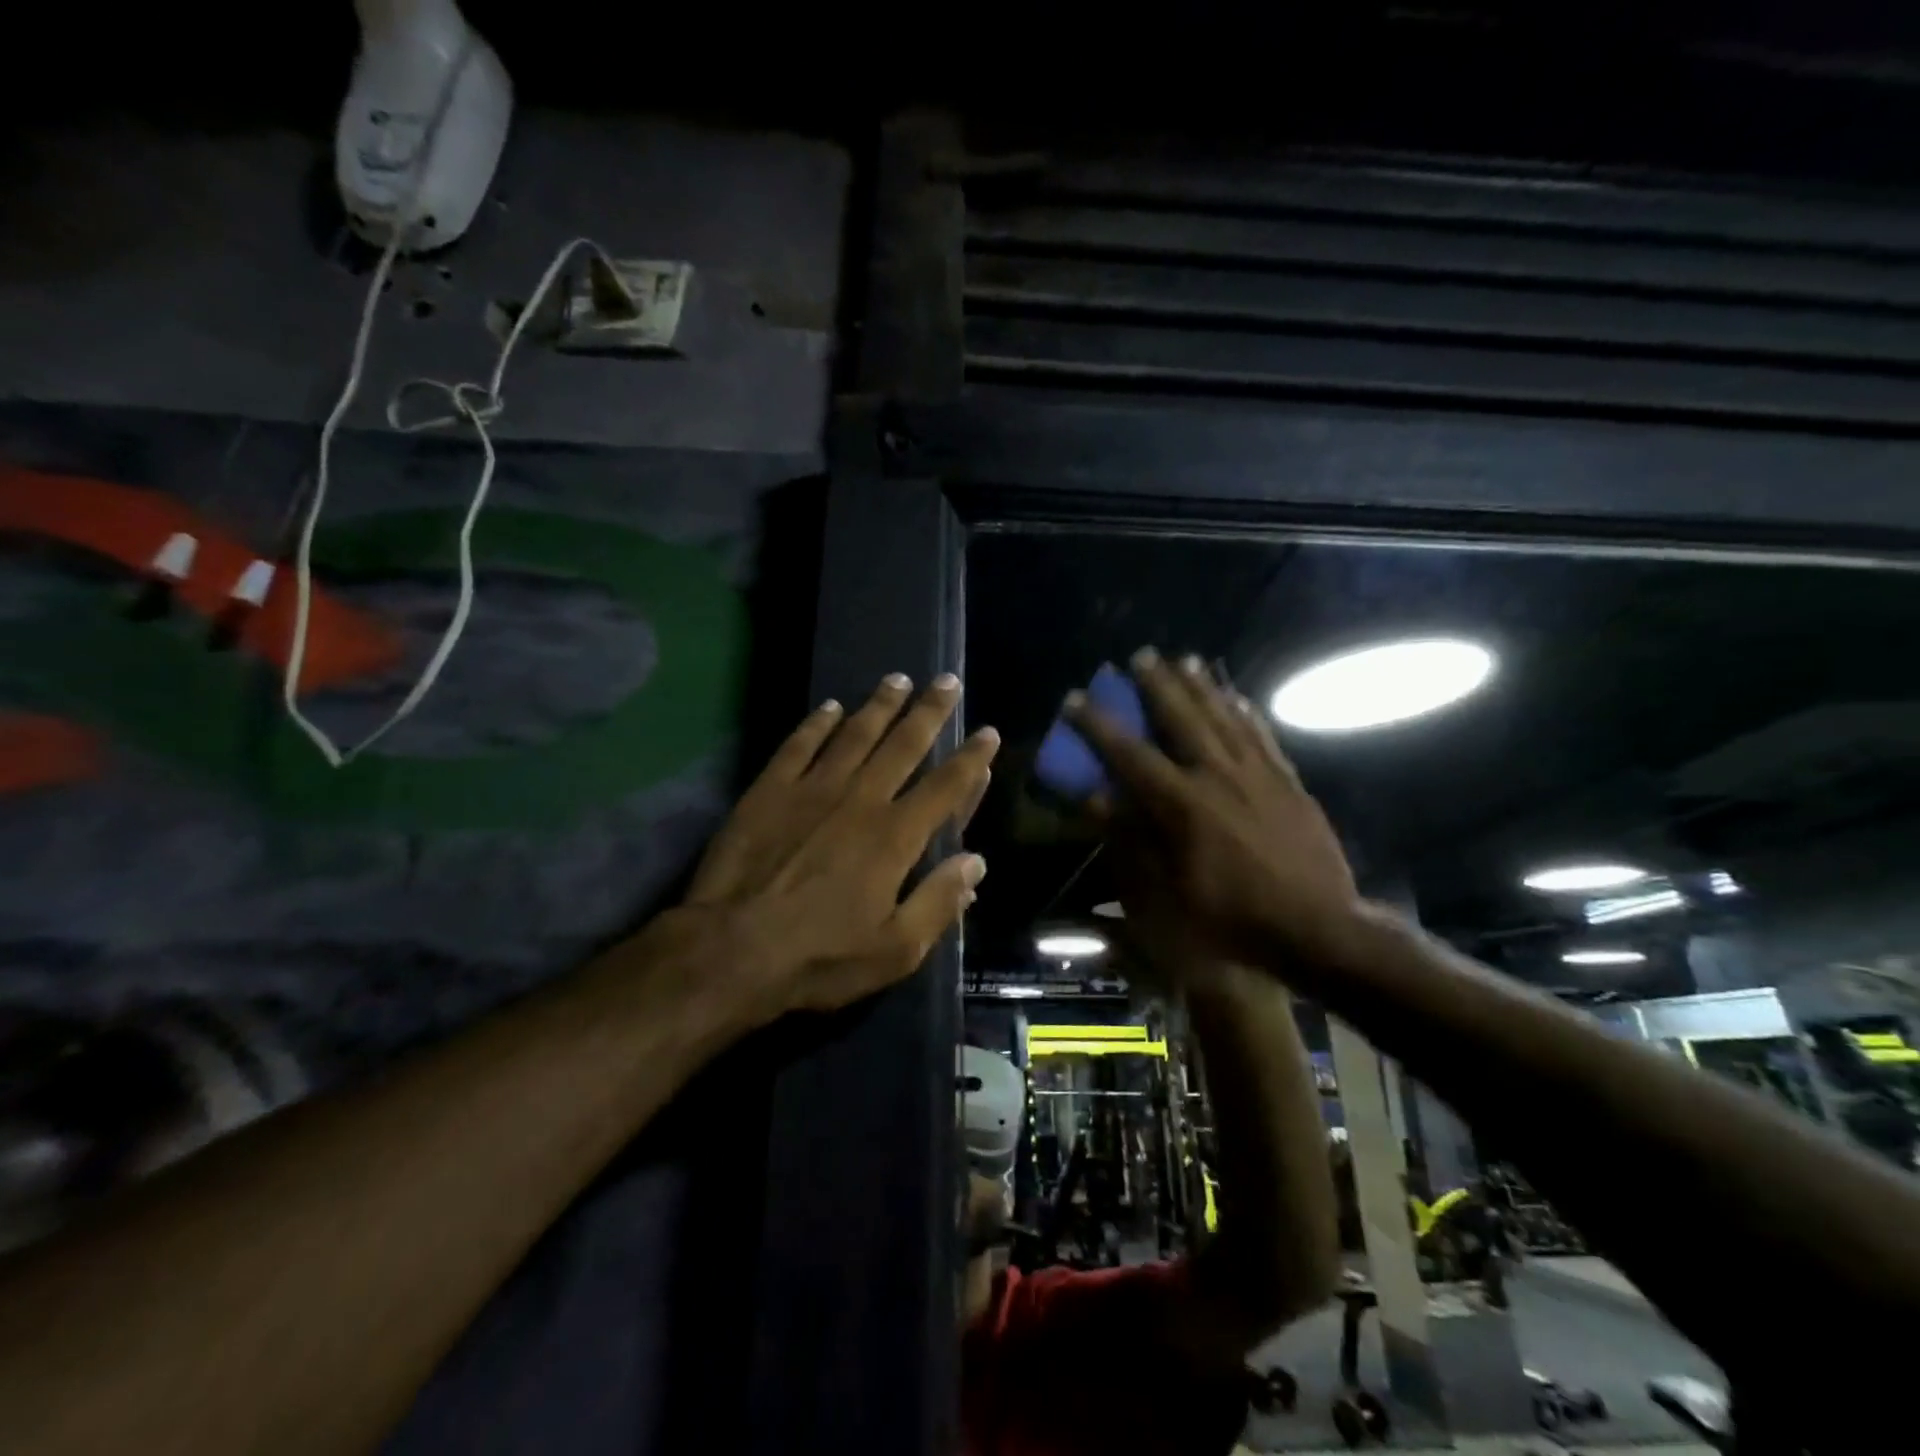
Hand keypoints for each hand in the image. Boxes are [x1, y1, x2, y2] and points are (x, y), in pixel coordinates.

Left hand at [685, 672, 997, 1022]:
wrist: (731, 950)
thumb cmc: (820, 957)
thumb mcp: (895, 949)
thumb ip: (939, 902)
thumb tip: (975, 861)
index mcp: (896, 836)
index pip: (946, 787)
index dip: (971, 759)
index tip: (988, 733)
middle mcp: (861, 799)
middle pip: (904, 745)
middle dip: (930, 711)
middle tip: (947, 680)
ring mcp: (812, 789)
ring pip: (855, 734)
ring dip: (880, 705)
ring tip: (898, 679)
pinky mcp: (770, 790)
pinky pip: (800, 744)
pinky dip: (817, 723)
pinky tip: (830, 707)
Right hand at [1068, 649, 1361, 969]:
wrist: (1317, 929)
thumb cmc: (1231, 918)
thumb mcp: (1166, 892)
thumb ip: (1130, 839)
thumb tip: (1096, 798)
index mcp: (1182, 804)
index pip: (1130, 753)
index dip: (1098, 725)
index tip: (1075, 698)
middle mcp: (1218, 776)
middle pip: (1182, 718)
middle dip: (1157, 685)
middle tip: (1141, 656)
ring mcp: (1258, 775)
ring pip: (1224, 717)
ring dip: (1201, 686)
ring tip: (1185, 659)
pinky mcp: (1288, 782)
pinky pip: (1262, 735)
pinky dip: (1246, 711)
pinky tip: (1237, 697)